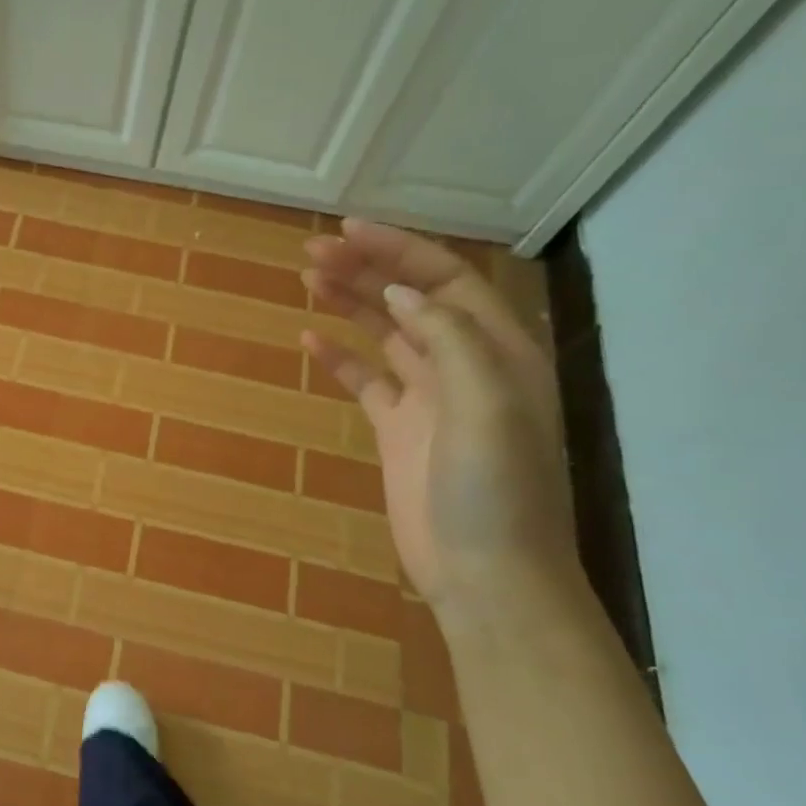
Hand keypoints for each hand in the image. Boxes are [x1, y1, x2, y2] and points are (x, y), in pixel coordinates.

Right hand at [301, 220, 574, 610]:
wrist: (485, 574)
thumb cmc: (495, 490)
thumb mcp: (487, 405)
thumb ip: (448, 340)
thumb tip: (398, 290)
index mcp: (497, 351)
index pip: (445, 280)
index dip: (398, 249)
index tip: (347, 230)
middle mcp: (463, 365)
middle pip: (410, 299)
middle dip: (366, 269)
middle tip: (312, 252)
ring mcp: (427, 398)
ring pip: (385, 333)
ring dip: (350, 303)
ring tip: (308, 277)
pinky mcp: (397, 430)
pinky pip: (365, 381)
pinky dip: (338, 358)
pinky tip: (308, 340)